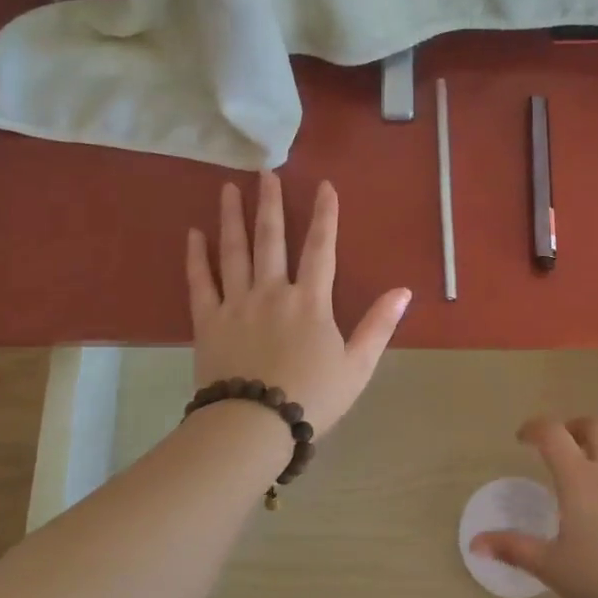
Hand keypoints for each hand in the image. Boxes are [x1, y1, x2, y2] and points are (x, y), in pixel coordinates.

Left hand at [187, 173, 410, 437]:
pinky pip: (200, 282)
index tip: (324, 185)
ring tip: (228, 188)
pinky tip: (193, 234)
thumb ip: (379, 325)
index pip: (321, 248)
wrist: (253, 426)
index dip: (325, 215)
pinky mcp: (208, 322)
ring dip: (231, 218)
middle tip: (264, 172)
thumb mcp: (357, 366)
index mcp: (310, 301)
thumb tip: (405, 291)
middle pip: (271, 239)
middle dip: (269, 203)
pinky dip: (196, 257)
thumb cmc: (311, 398)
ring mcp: (236, 304)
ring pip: (233, 251)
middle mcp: (272, 292)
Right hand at [473, 415, 597, 597]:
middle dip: (576, 426)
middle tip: (562, 444)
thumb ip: (514, 549)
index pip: (554, 434)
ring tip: (592, 472)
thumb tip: (476, 544)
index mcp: (579, 478)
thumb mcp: (551, 566)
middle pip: (597, 426)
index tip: (522, 438)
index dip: (535, 428)